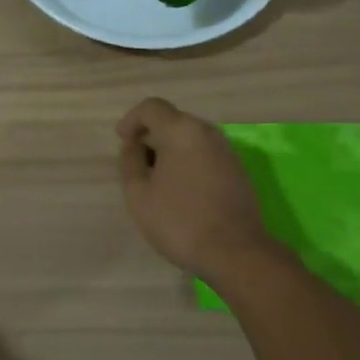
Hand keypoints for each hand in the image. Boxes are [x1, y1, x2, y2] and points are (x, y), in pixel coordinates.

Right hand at [117, 97, 276, 280]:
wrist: (234, 252)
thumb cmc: (179, 220)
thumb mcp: (139, 194)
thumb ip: (130, 161)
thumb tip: (133, 145)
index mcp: (181, 130)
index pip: (151, 107)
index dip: (131, 120)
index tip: (122, 142)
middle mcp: (207, 132)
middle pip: (172, 120)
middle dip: (151, 136)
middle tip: (137, 165)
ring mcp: (226, 150)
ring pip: (190, 138)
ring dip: (170, 150)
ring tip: (157, 180)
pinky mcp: (237, 169)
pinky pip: (205, 154)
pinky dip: (188, 161)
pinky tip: (181, 190)